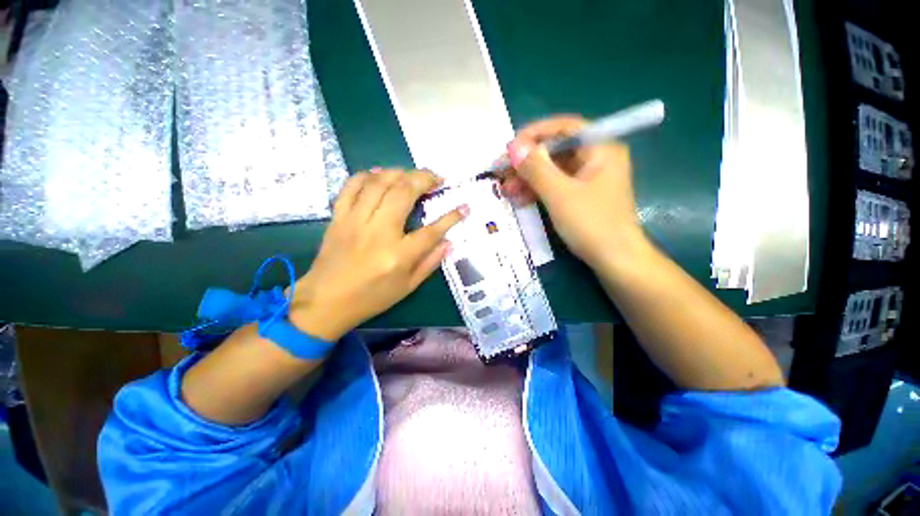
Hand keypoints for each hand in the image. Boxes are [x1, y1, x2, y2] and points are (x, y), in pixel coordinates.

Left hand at [289, 169, 465, 340]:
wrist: (326, 301)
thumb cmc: (371, 297)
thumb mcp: (407, 287)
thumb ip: (430, 263)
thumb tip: (449, 242)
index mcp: (399, 255)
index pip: (432, 230)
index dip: (451, 217)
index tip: (463, 207)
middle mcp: (379, 232)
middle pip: (404, 193)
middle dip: (425, 179)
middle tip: (436, 178)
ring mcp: (356, 221)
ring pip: (380, 183)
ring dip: (400, 172)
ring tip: (412, 175)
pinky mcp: (339, 217)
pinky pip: (352, 186)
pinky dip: (367, 175)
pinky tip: (380, 174)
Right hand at [501, 116, 644, 267]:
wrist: (615, 260)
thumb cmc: (591, 224)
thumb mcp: (559, 194)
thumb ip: (536, 168)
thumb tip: (514, 147)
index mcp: (600, 148)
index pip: (564, 128)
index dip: (534, 135)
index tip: (510, 148)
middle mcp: (596, 158)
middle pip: (556, 150)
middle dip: (527, 162)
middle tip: (502, 172)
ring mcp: (588, 179)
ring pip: (552, 170)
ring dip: (528, 179)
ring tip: (506, 190)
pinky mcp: (581, 196)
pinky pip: (556, 186)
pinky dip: (538, 191)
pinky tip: (519, 198)